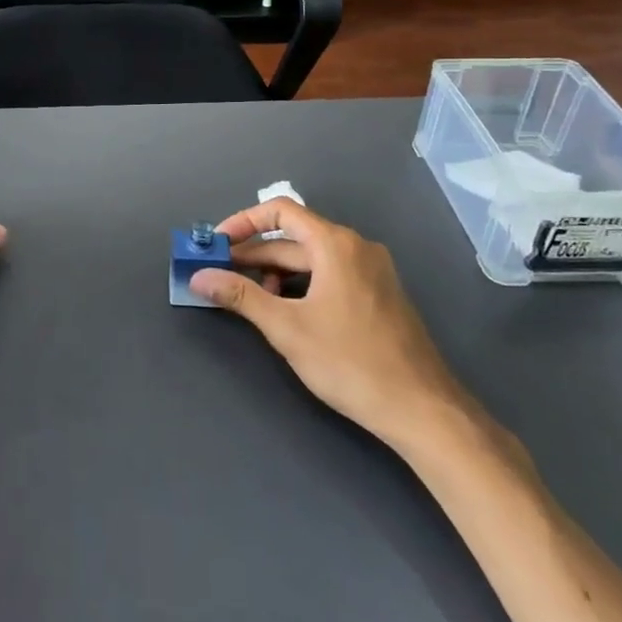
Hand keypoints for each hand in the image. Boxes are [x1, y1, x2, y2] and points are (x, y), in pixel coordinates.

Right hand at [187, 200, 473, 455]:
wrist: (423, 410)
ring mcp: (372, 270)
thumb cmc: (350, 362)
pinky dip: (302, 284)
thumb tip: (199, 276)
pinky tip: (287, 311)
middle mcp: (356, 247)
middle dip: (254, 254)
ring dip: (276, 272)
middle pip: (294, 237)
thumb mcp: (287, 328)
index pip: (280, 211)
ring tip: (251, 299)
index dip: (243, 222)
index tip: (216, 245)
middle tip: (220, 274)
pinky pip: (330, 274)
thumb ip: (241, 297)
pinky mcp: (379, 294)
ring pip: (312, 258)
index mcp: (335, 244)